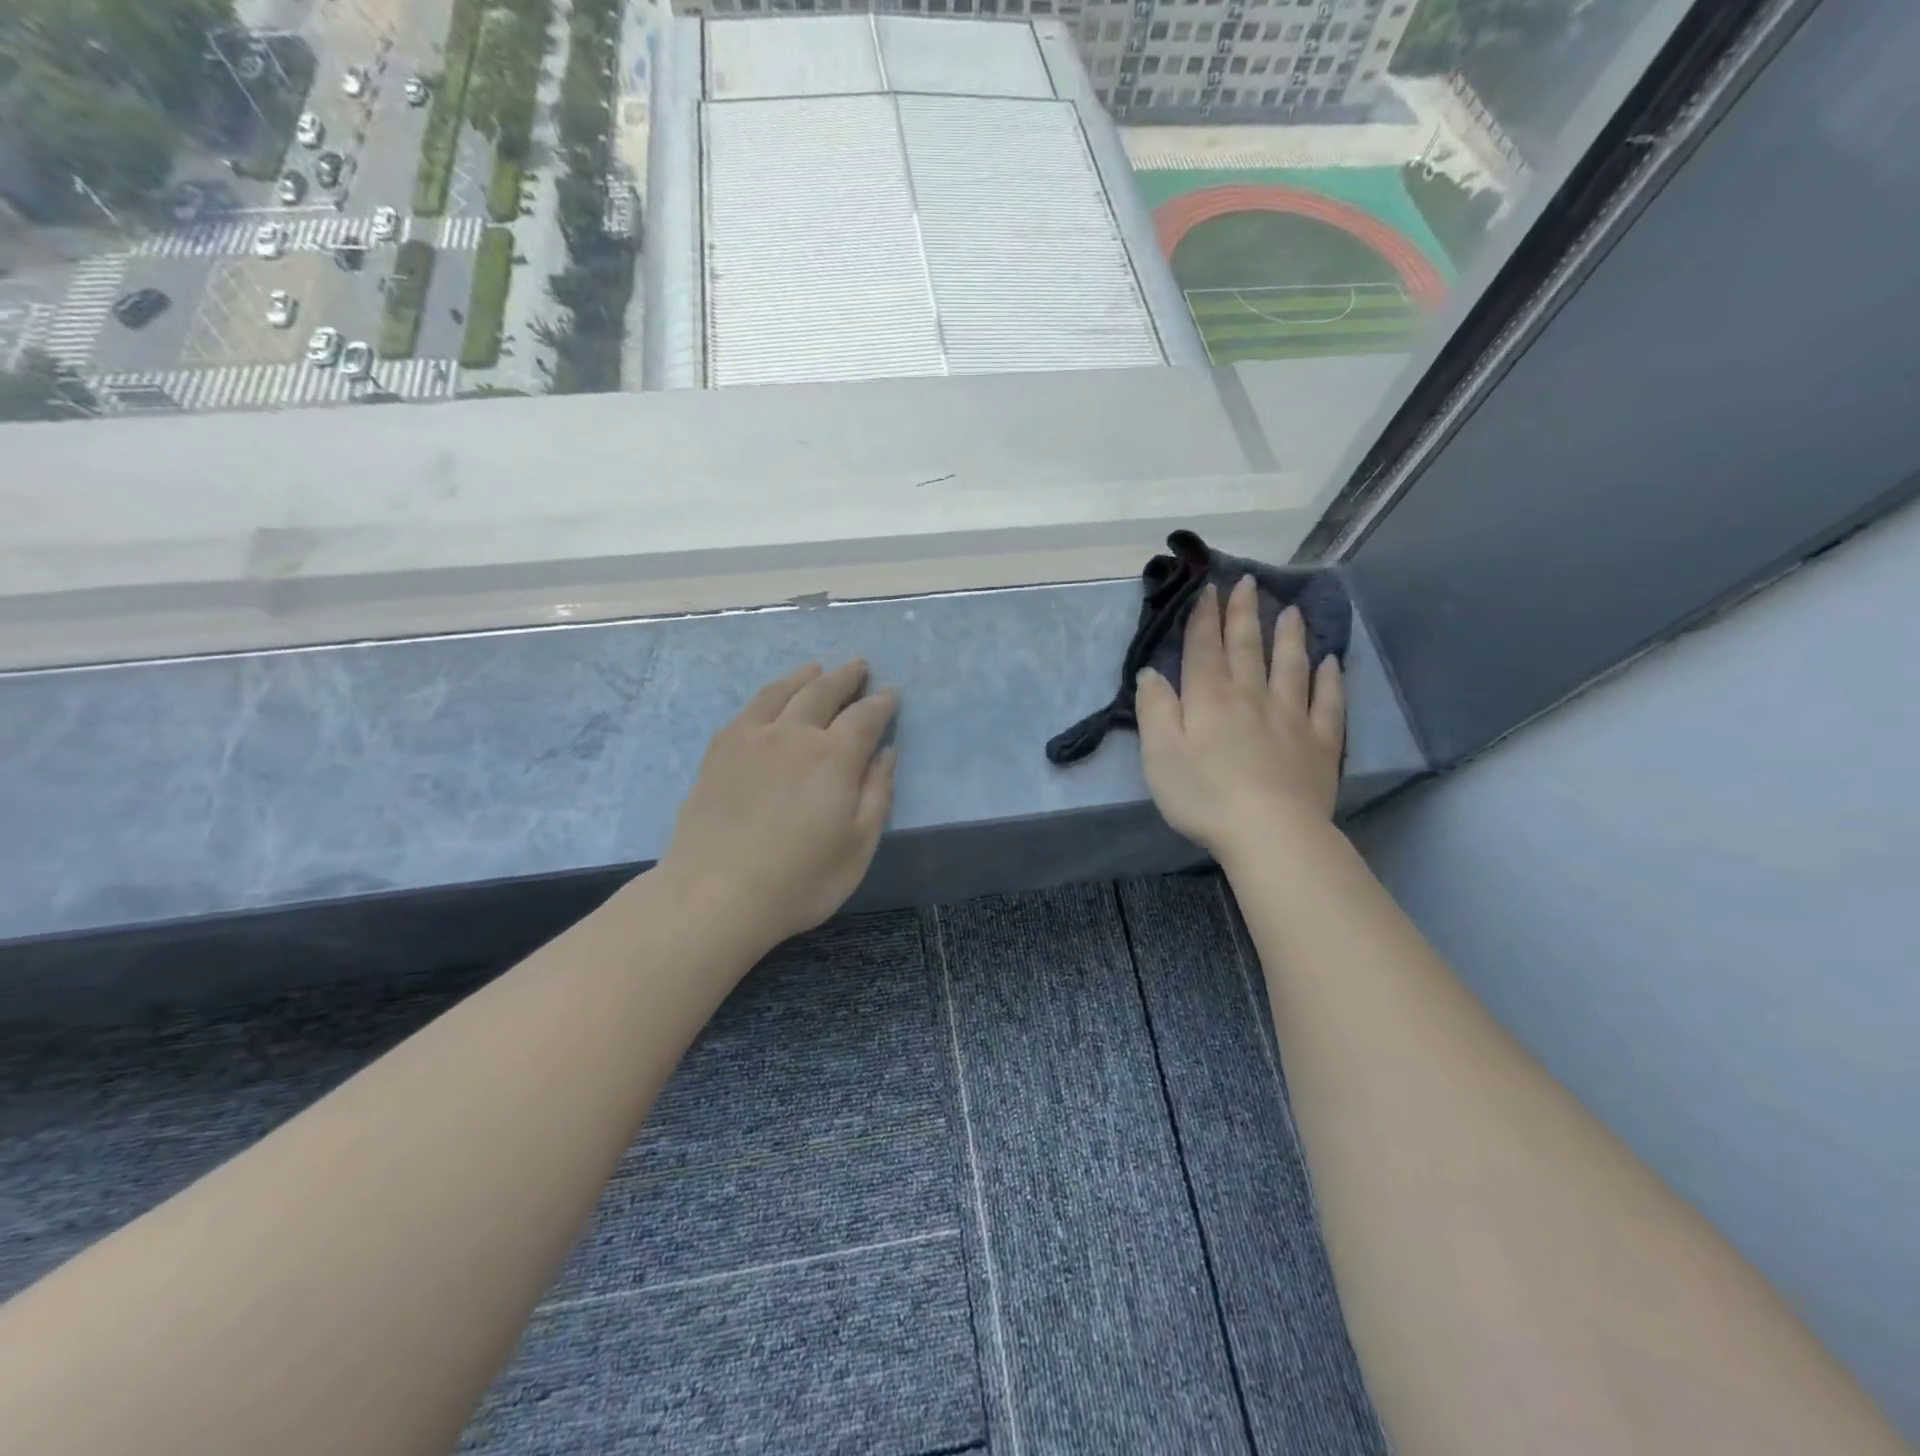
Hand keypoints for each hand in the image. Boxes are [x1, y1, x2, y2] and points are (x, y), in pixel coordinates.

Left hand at [660, 660, 898, 950]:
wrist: (716, 895)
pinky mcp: (719, 751)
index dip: (881, 703)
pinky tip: (772, 699)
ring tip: (817, 668)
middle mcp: (793, 735)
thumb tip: (887, 752)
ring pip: (782, 692)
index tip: (891, 694)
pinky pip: (748, 709)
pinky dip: (769, 694)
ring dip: (805, 676)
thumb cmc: (800, 879)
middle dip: (846, 676)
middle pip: (823, 691)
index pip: (865, 716)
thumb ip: (877, 793)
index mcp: (834, 757)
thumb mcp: (859, 845)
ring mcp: (751, 739)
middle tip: (859, 666)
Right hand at [1136, 576, 1344, 864]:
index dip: (1205, 616)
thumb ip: (1155, 709)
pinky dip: (1330, 679)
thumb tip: (1150, 672)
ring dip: (1289, 635)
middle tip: (1248, 582)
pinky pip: (1328, 702)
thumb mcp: (1159, 754)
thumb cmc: (1204, 795)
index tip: (1208, 588)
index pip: (1205, 647)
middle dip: (1244, 613)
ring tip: (1290, 610)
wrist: (1270, 832)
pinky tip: (1331, 662)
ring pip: (1291, 665)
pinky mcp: (1321, 743)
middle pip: (1248, 647)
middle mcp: (1252, 696)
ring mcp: (1292, 716)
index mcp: (1209, 698)